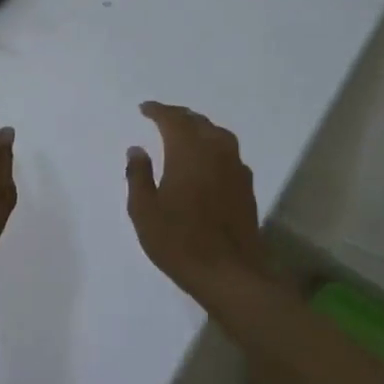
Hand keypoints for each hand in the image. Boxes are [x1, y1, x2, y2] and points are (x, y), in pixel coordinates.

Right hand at [125, 102, 273, 305]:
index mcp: (188, 153)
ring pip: (218, 135)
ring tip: (184, 133)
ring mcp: (235, 170)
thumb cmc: (179, 241)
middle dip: (179, 116)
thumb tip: (137, 150)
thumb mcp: (144, 210)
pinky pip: (229, 153)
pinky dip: (214, 147)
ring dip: (199, 128)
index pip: (173, 120)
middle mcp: (216, 153)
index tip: (144, 109)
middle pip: (198, 123)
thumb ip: (138, 175)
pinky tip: (206, 160)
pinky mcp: (246, 188)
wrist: (230, 274)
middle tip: (162, 117)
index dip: (158, 111)